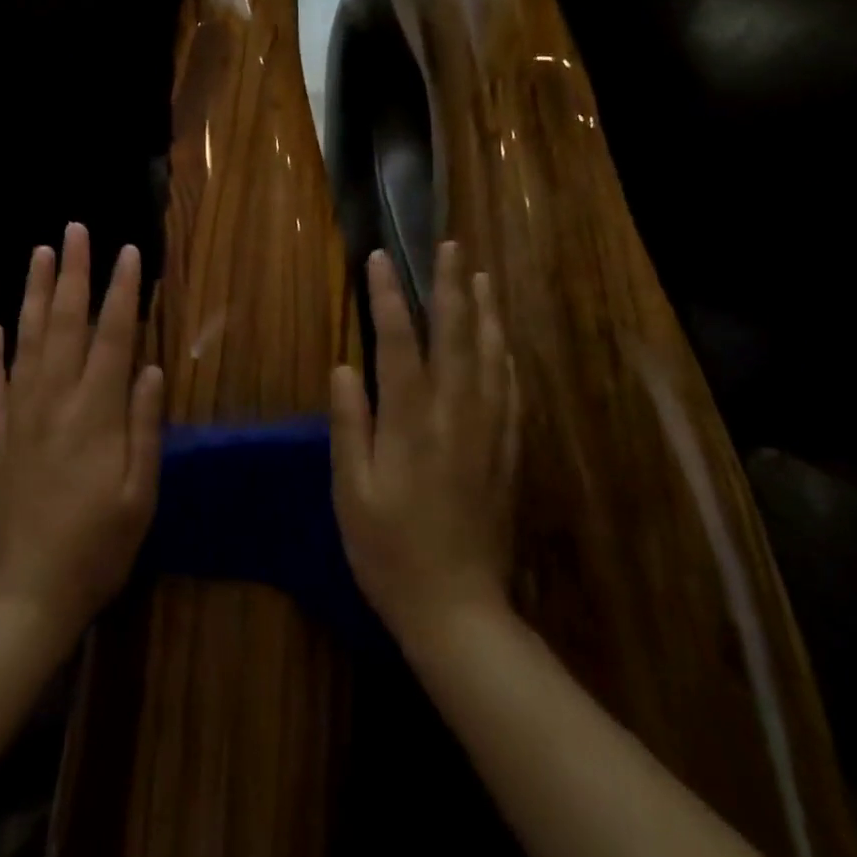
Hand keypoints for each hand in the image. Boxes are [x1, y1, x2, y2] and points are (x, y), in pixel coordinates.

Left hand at [0, 222, 163, 638]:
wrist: (26, 594)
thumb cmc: (98, 547)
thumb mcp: (140, 492)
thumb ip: (146, 426)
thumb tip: (151, 368)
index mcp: (96, 412)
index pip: (113, 335)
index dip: (123, 291)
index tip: (129, 252)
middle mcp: (54, 400)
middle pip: (64, 322)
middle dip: (72, 272)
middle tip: (74, 229)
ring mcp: (18, 415)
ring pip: (25, 340)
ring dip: (32, 293)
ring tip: (39, 254)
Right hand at [328, 241, 519, 643]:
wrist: (458, 610)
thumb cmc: (389, 552)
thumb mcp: (352, 492)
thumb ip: (350, 425)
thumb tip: (344, 368)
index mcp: (411, 422)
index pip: (399, 341)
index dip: (388, 296)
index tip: (381, 258)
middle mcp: (455, 415)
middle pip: (456, 335)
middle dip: (451, 285)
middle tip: (450, 246)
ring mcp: (488, 432)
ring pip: (491, 356)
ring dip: (485, 311)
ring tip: (481, 275)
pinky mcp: (507, 452)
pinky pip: (511, 392)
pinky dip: (506, 357)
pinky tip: (504, 342)